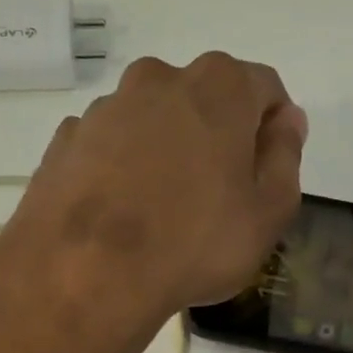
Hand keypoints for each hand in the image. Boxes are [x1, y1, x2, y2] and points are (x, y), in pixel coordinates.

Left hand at [0, 53, 306, 352]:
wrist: (84, 274)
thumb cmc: (194, 244)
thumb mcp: (268, 213)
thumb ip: (285, 157)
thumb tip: (287, 121)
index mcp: (219, 87)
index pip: (264, 88)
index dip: (274, 128)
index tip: (267, 172)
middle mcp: (159, 79)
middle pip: (204, 99)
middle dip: (218, 135)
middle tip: (218, 195)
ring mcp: (106, 107)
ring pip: (153, 120)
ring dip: (167, 150)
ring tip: (164, 211)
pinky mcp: (66, 140)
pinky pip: (110, 146)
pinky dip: (122, 167)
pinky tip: (123, 213)